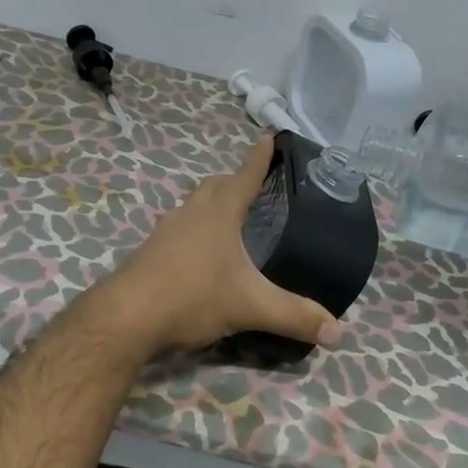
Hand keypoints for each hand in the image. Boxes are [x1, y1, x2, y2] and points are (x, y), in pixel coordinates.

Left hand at [109, 139, 343, 354]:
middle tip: (253, 185)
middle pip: (214, 185)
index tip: (269, 136)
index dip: (259, 158)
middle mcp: (191, 213)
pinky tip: (200, 253)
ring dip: (211, 204)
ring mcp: (166, 231)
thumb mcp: (250, 306)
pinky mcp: (151, 251)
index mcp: (218, 213)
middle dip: (234, 179)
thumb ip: (294, 316)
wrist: (127, 317)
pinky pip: (179, 228)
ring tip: (229, 218)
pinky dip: (195, 229)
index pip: (244, 176)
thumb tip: (339, 332)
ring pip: (193, 205)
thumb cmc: (192, 296)